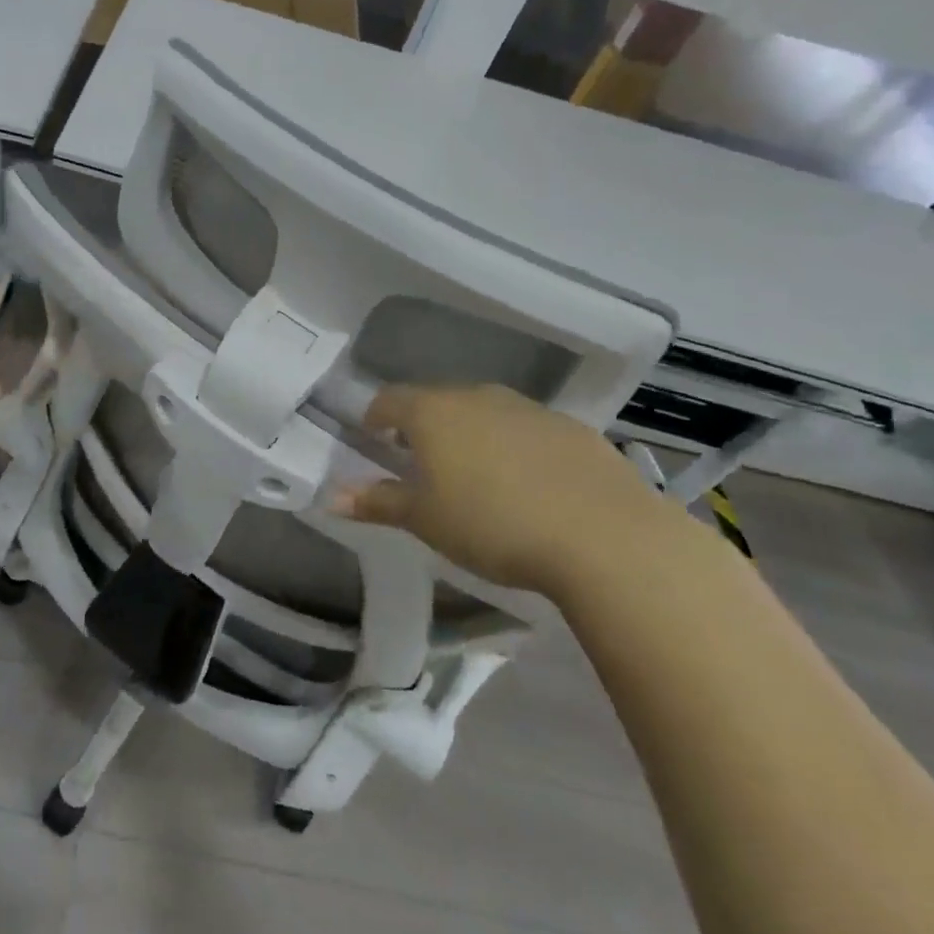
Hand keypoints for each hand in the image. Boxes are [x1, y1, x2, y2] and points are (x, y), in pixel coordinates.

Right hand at [344, 384, 687, 597]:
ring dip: (472, 434)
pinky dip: (516, 447)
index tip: (375, 440)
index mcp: (433, 413)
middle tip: (423, 464)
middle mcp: (478, 397)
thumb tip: (330, 497)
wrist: (603, 537)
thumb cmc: (492, 524)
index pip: (390, 399)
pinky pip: (528, 430)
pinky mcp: (573, 429)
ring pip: (485, 412)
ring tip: (477, 476)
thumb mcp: (424, 520)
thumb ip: (376, 503)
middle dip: (424, 427)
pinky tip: (530, 486)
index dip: (376, 417)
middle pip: (438, 402)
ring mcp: (530, 409)